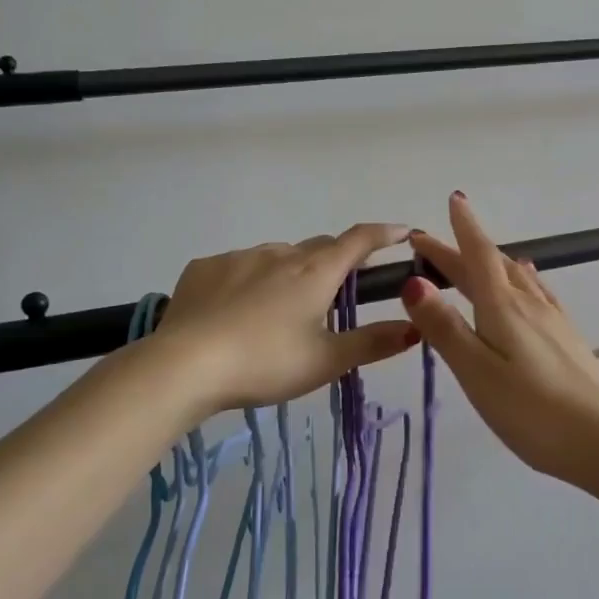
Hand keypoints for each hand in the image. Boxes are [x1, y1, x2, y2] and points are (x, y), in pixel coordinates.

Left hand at [153, 225, 420, 412]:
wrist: (184, 366)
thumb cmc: (265, 363)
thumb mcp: (326, 361)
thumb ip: (372, 343)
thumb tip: (415, 328)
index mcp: (315, 272)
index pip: (359, 240)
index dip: (385, 233)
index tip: (404, 232)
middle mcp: (280, 254)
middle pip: (319, 248)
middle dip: (335, 261)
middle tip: (338, 290)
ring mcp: (239, 258)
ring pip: (277, 257)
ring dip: (289, 272)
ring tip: (279, 311)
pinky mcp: (204, 269)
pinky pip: (237, 267)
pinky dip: (248, 280)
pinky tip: (235, 310)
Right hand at [403, 193, 598, 487]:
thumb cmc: (534, 411)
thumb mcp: (477, 372)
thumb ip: (445, 328)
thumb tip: (412, 282)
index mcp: (503, 307)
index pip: (477, 256)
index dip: (462, 229)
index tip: (451, 200)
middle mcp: (528, 303)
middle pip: (491, 264)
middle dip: (461, 249)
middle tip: (431, 243)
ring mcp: (552, 319)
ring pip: (515, 277)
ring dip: (489, 262)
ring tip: (474, 256)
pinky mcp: (567, 337)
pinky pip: (537, 292)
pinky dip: (521, 279)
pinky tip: (528, 283)